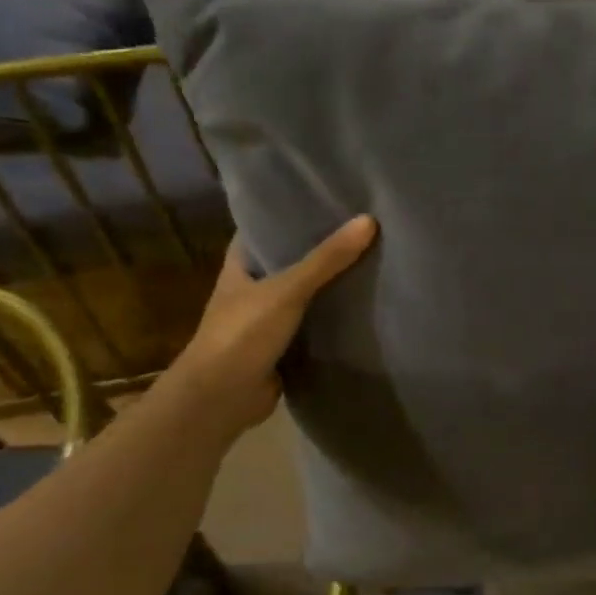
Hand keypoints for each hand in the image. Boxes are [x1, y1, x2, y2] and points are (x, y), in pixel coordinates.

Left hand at [165, 215, 377, 436]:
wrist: (222, 398)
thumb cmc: (242, 333)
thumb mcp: (287, 290)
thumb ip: (327, 259)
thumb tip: (368, 221)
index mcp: (241, 263)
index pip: (266, 226)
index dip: (293, 210)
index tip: (329, 196)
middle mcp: (253, 286)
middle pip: (291, 258)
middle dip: (322, 247)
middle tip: (364, 226)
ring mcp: (268, 318)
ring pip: (306, 293)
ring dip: (332, 284)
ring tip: (373, 259)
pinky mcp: (284, 345)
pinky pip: (315, 323)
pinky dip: (334, 317)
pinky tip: (365, 305)